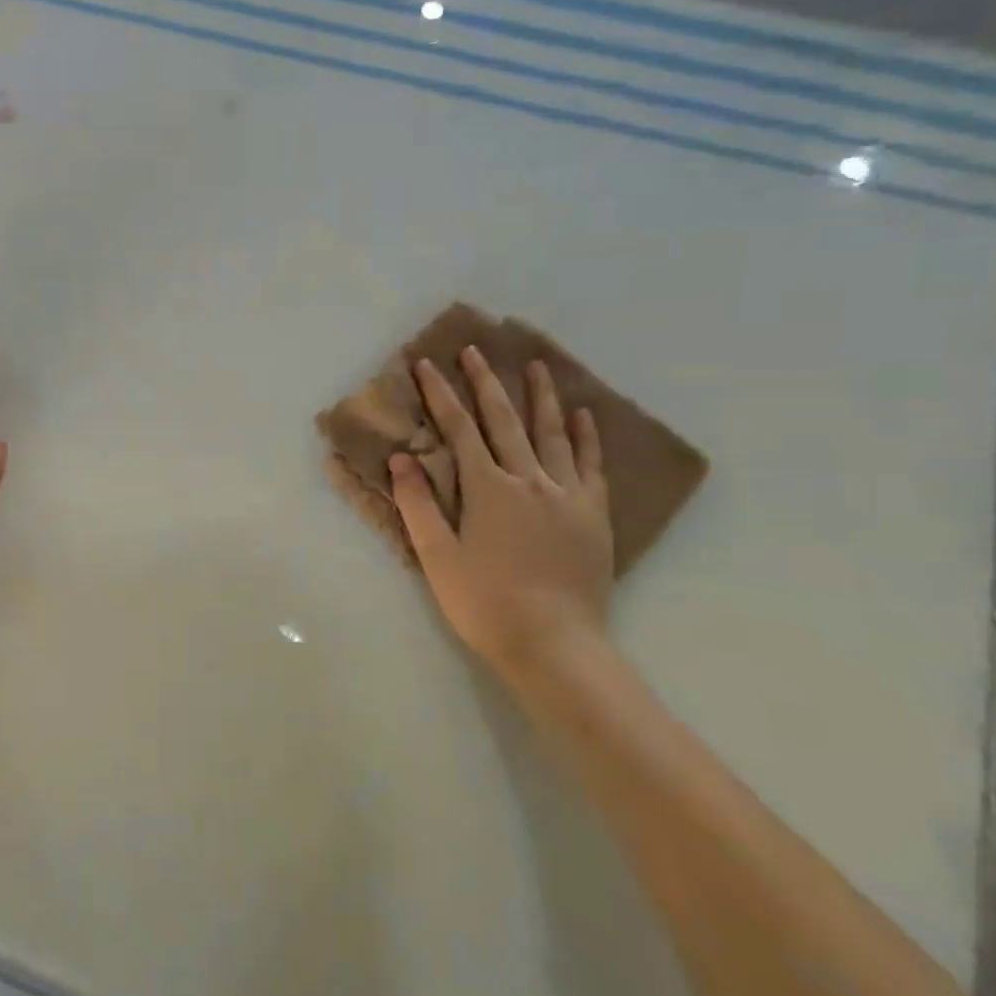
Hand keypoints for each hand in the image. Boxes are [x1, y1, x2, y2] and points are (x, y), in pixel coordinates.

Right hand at [389, 347, 612, 680]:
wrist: (554, 645)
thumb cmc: (485, 602)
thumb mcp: (437, 556)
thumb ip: (419, 504)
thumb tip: (402, 458)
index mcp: (488, 489)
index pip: (459, 429)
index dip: (440, 394)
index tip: (427, 364)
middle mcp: (529, 480)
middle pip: (504, 420)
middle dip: (485, 383)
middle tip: (474, 350)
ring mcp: (567, 495)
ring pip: (552, 433)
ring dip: (540, 396)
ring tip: (535, 365)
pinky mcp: (593, 515)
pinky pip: (590, 464)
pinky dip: (586, 436)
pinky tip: (583, 415)